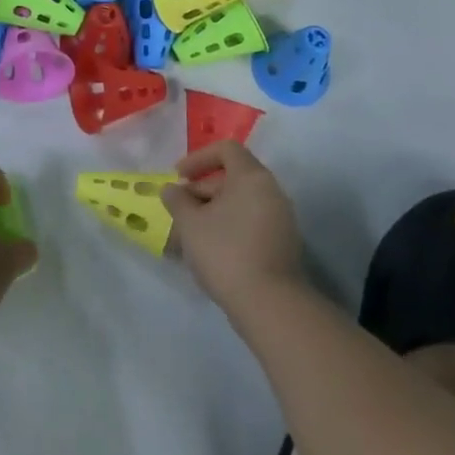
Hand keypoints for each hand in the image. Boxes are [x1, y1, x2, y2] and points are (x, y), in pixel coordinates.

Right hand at [163, 142, 304, 317]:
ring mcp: (280, 218)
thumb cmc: (225, 252)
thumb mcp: (190, 224)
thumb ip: (177, 200)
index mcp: (252, 177)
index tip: (179, 177)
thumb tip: (172, 189)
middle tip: (179, 210)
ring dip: (212, 211)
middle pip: (232, 177)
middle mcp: (271, 191)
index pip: (226, 149)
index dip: (198, 158)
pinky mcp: (282, 243)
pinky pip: (250, 222)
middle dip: (201, 190)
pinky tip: (210, 250)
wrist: (269, 304)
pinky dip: (229, 226)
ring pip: (240, 203)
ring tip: (189, 234)